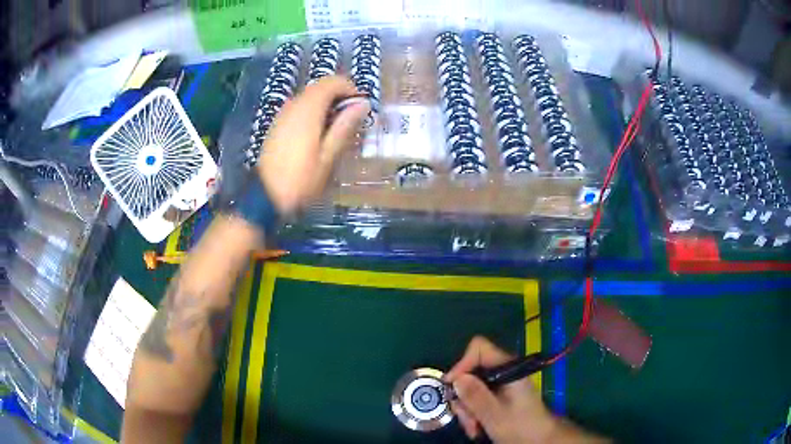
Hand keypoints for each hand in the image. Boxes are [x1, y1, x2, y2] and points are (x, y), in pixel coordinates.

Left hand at [257, 76, 369, 214]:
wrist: (265, 197)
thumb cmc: (301, 179)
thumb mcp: (329, 156)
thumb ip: (345, 126)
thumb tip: (363, 103)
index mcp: (308, 109)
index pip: (332, 82)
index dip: (350, 89)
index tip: (360, 108)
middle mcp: (294, 104)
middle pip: (321, 87)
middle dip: (339, 98)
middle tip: (351, 122)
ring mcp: (283, 114)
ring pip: (310, 97)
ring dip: (327, 106)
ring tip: (337, 131)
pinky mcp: (277, 124)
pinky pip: (300, 108)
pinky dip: (314, 113)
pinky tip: (318, 136)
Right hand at [446, 337, 607, 443]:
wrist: (539, 440)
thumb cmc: (521, 427)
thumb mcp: (494, 414)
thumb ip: (475, 396)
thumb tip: (456, 378)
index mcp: (508, 368)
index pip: (479, 348)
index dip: (462, 364)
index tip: (452, 387)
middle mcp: (503, 372)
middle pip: (471, 372)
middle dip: (463, 397)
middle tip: (465, 419)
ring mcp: (501, 384)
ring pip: (472, 388)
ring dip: (467, 410)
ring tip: (474, 429)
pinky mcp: (499, 396)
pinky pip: (478, 398)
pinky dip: (473, 413)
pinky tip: (477, 428)